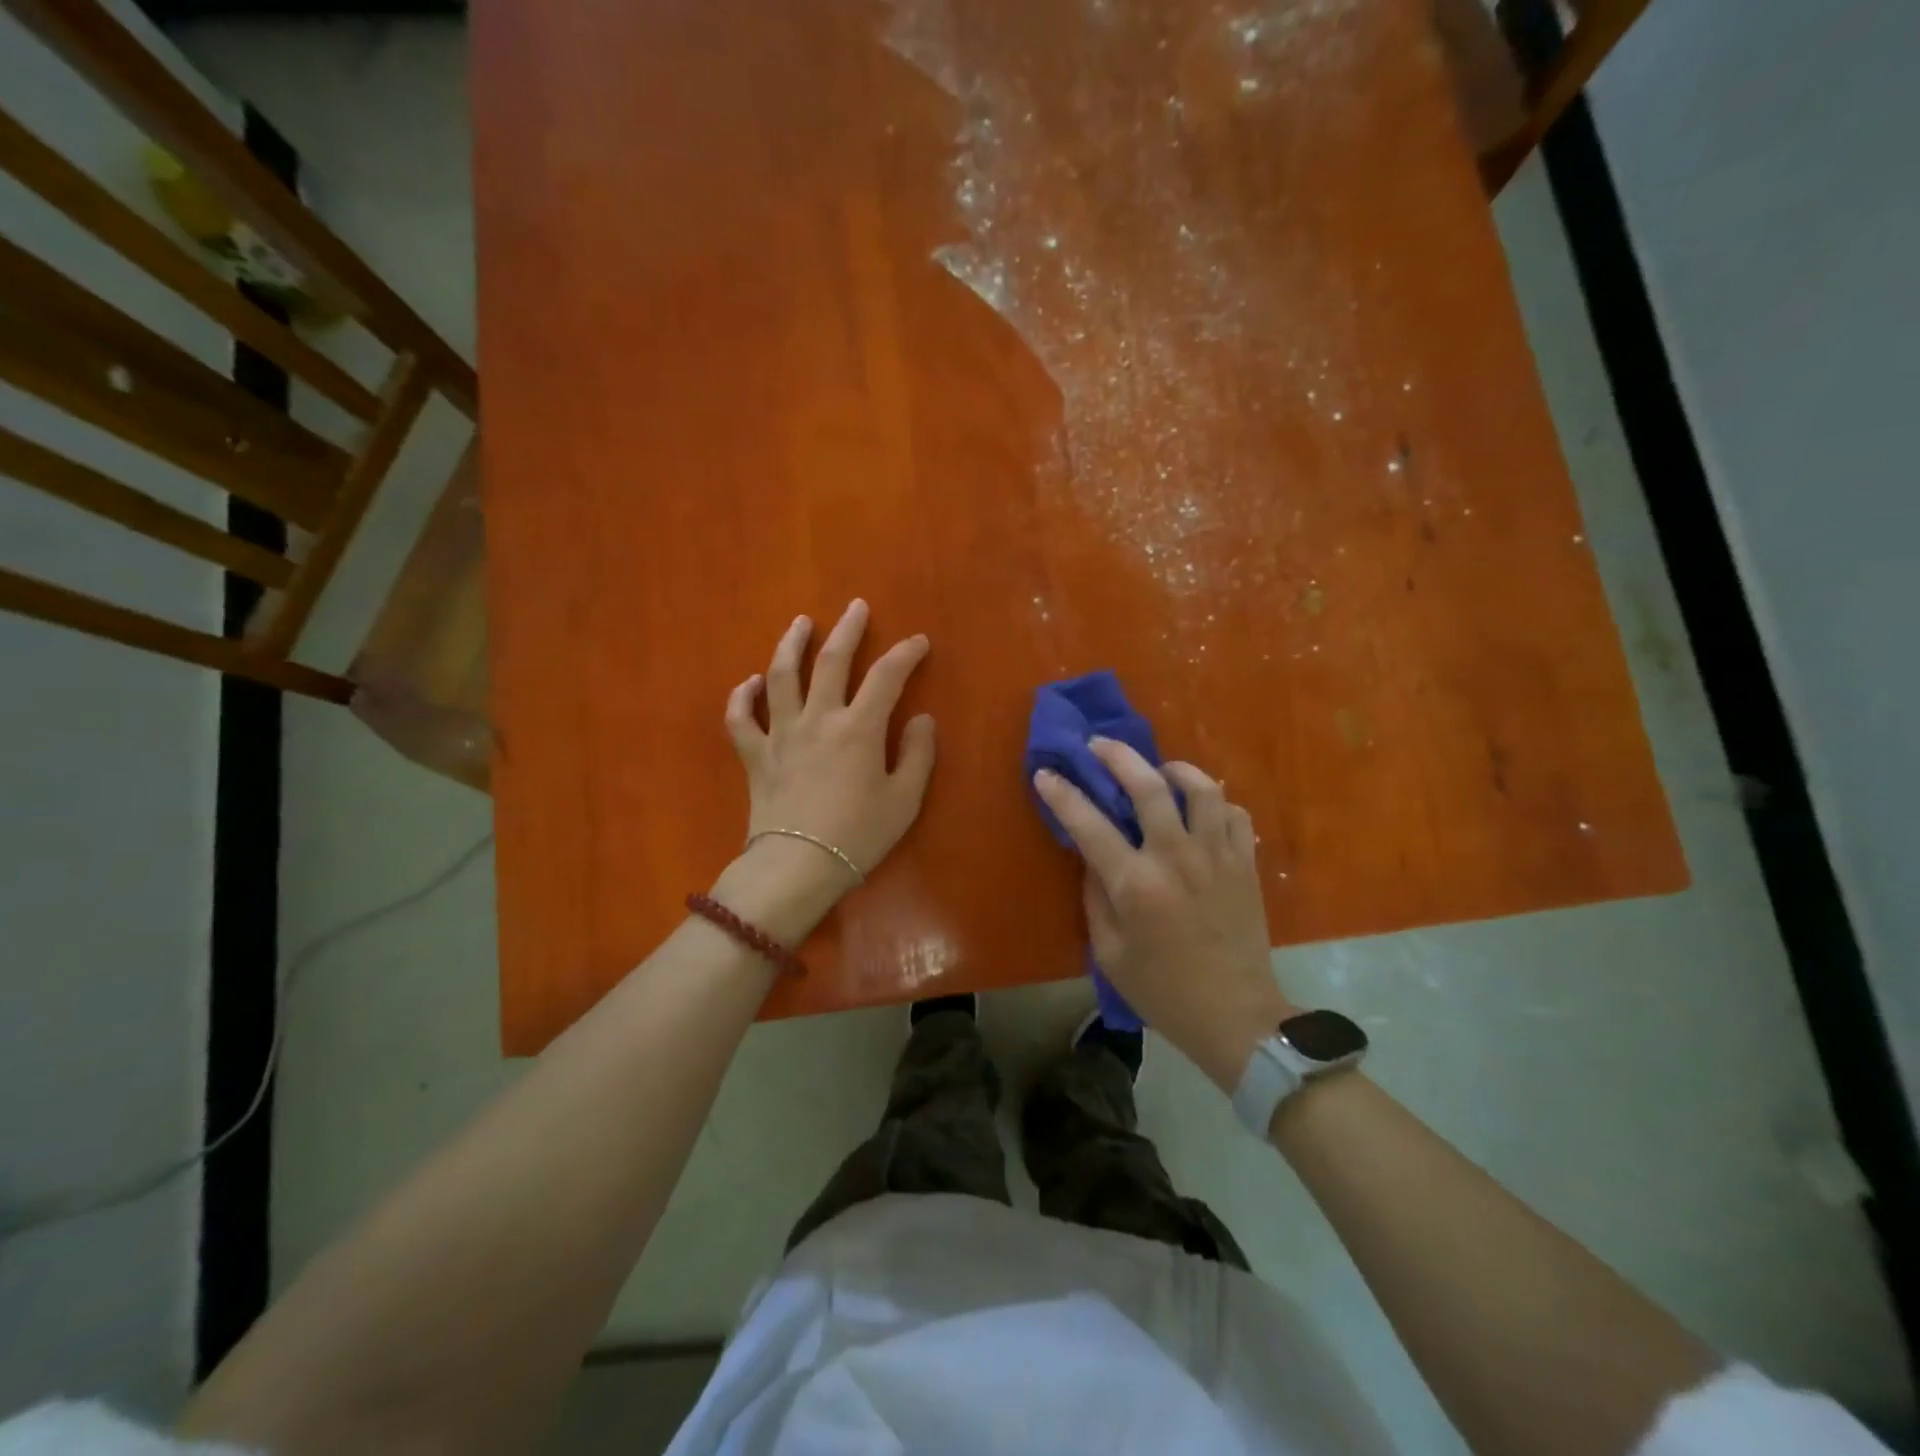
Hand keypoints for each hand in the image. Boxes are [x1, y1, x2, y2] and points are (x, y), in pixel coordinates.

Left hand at [721, 600, 935, 920]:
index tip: (919, 642)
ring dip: (791, 644)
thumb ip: (918, 755)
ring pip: (781, 676)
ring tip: (800, 623)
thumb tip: (922, 719)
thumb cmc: (858, 836)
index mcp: (860, 728)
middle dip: (848, 629)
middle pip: (832, 661)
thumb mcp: (904, 800)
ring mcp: (781, 733)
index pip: (887, 676)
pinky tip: (749, 683)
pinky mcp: (754, 754)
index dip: (906, 654)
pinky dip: (742, 697)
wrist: (797, 866)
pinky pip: (740, 718)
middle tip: (856, 607)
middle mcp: (818, 718)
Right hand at [1033, 740, 1294, 1091]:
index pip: (1090, 824)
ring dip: (1174, 769)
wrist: (1237, 1017)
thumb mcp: (1110, 953)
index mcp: (1136, 884)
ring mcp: (1218, 856)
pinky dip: (1215, 802)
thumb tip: (1091, 858)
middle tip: (1098, 744)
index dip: (1063, 794)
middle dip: (1117, 756)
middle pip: (1148, 786)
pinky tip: (1200, 809)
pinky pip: (1234, 814)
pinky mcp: (1246, 864)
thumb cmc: (1164, 991)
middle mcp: (1177, 858)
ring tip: (1158, 770)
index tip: (1045, 774)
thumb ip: (1096, 897)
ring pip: (1201, 788)